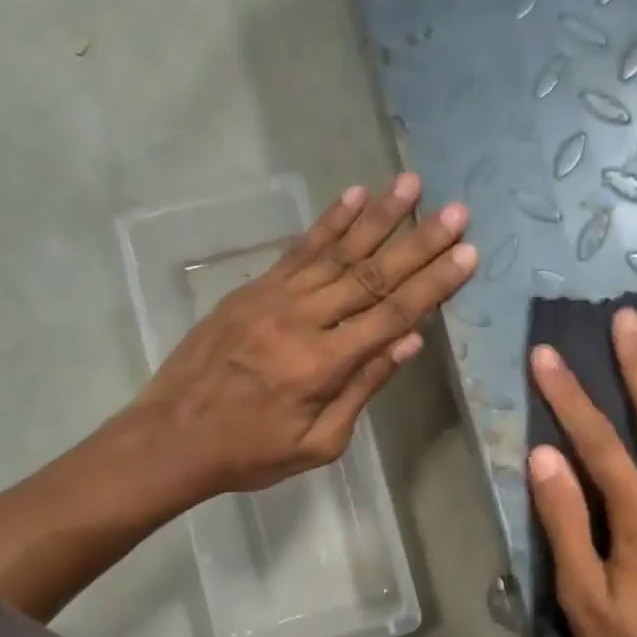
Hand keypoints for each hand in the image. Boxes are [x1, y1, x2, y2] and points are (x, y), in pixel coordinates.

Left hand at [127, 172, 475, 498]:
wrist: (169, 439)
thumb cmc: (250, 453)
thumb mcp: (318, 443)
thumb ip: (363, 388)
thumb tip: (410, 342)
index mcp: (323, 364)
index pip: (392, 314)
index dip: (434, 284)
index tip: (467, 254)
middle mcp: (303, 320)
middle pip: (372, 274)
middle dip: (419, 241)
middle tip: (456, 210)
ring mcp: (274, 298)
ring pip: (337, 251)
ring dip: (378, 216)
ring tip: (411, 184)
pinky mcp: (253, 289)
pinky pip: (298, 250)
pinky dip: (328, 222)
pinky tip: (353, 195)